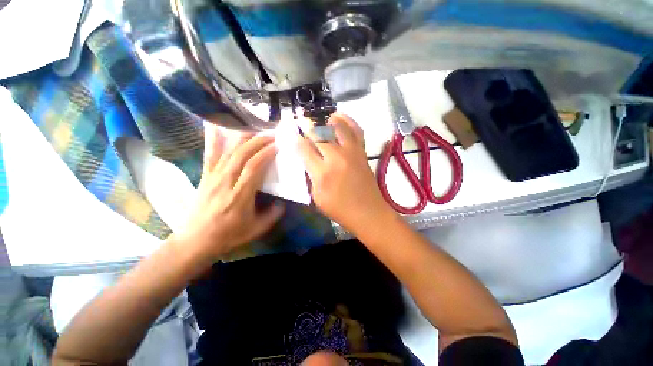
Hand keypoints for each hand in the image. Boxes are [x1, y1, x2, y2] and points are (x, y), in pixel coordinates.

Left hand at [175, 125, 283, 263]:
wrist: (196, 240)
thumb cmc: (229, 235)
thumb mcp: (257, 229)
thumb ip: (273, 215)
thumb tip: (283, 202)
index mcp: (239, 196)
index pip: (254, 168)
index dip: (266, 154)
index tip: (277, 145)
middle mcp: (225, 182)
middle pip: (241, 155)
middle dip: (258, 142)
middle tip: (271, 134)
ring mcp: (212, 177)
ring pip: (228, 152)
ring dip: (243, 138)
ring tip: (256, 130)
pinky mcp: (204, 176)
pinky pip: (209, 155)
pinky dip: (212, 139)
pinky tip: (214, 124)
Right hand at [298, 113, 394, 231]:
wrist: (368, 212)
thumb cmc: (340, 209)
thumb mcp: (317, 197)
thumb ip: (311, 177)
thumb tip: (308, 160)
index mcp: (322, 173)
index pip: (304, 148)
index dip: (295, 139)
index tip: (290, 134)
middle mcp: (337, 158)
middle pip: (319, 134)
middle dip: (308, 127)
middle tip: (302, 124)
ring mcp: (352, 152)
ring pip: (338, 127)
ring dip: (327, 121)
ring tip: (321, 120)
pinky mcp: (362, 152)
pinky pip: (356, 131)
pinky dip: (348, 121)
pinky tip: (340, 118)